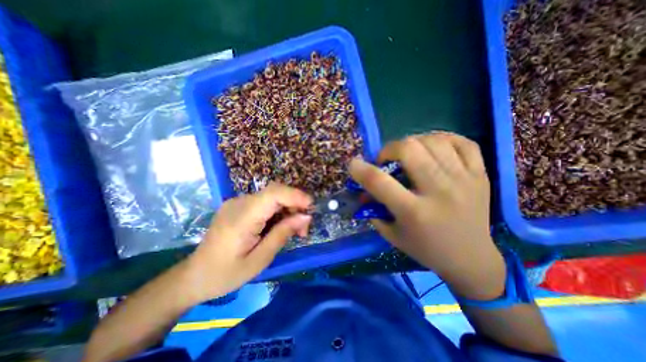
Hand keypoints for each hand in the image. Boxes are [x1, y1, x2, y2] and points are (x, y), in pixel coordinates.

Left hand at [181, 182, 313, 303]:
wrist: (194, 276)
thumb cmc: (226, 274)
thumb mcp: (259, 259)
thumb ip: (283, 234)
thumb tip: (305, 217)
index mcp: (241, 218)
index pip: (273, 194)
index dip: (295, 195)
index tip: (311, 207)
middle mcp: (239, 203)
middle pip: (275, 192)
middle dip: (295, 205)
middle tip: (303, 228)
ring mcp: (237, 202)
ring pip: (272, 196)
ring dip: (288, 209)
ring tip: (294, 230)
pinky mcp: (239, 205)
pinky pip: (265, 202)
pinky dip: (278, 211)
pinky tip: (280, 225)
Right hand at [348, 133, 504, 299]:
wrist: (471, 259)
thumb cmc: (426, 249)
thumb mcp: (392, 235)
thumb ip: (374, 210)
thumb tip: (363, 190)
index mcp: (414, 212)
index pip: (380, 182)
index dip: (361, 169)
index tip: (353, 164)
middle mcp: (440, 192)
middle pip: (409, 150)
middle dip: (389, 149)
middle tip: (387, 160)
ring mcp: (464, 180)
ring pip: (433, 141)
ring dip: (413, 143)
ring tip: (408, 154)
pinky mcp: (481, 175)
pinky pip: (463, 142)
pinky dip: (442, 138)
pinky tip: (432, 147)